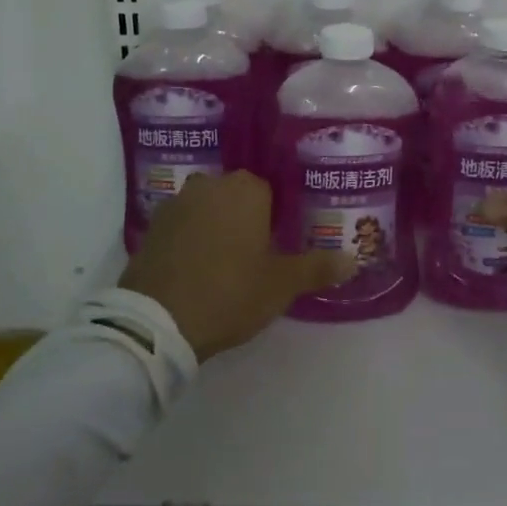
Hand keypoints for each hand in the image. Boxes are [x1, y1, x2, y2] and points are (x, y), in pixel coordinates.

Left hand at [118, 171, 355, 359]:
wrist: (158, 321)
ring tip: (223, 265)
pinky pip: (182, 226)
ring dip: (215, 228)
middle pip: (237, 197)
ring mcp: (177, 203)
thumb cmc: (230, 292)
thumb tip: (354, 260)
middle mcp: (211, 184)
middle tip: (253, 258)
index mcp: (246, 189)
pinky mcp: (151, 226)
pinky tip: (194, 270)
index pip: (270, 192)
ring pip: (208, 209)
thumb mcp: (280, 285)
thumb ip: (317, 268)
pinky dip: (190, 241)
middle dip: (245, 220)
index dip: (275, 220)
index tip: (277, 247)